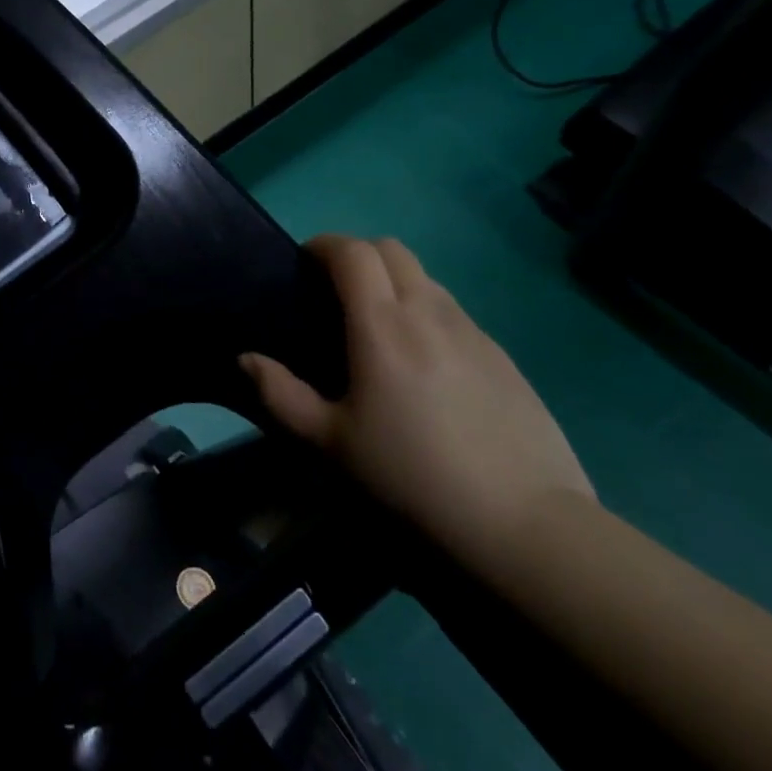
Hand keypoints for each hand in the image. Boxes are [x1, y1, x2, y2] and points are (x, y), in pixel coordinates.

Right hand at [240, 235, 594, 578]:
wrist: (524, 525)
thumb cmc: (412, 476)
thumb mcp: (330, 442)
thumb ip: (280, 394)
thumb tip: (247, 359)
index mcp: (383, 324)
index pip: (352, 252)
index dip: (324, 245)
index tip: (304, 263)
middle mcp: (430, 312)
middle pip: (392, 250)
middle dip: (358, 255)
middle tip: (336, 291)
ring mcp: (474, 332)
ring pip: (427, 279)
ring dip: (395, 283)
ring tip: (379, 329)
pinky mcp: (505, 358)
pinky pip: (456, 314)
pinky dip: (428, 315)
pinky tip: (425, 366)